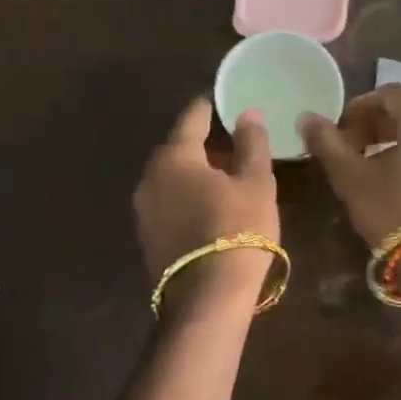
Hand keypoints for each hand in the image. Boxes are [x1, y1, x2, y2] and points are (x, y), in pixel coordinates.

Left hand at [134, 98, 278, 287]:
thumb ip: (251, 144)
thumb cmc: (238, 229)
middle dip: (203, 144)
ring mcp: (143, 209)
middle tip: (232, 146)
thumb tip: (247, 114)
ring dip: (193, 173)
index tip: (225, 103)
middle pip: (177, 148)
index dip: (210, 108)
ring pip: (170, 178)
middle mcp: (150, 176)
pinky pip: (167, 202)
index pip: (192, 118)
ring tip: (223, 180)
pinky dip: (185, 197)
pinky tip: (207, 208)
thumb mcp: (256, 183)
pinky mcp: (146, 236)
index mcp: (175, 156)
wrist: (208, 296)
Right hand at [299, 84, 400, 246]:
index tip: (341, 129)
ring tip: (369, 172)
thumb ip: (327, 143)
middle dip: (375, 126)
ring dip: (392, 145)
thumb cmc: (394, 211)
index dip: (361, 105)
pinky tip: (394, 190)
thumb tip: (306, 117)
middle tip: (351, 150)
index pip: (392, 93)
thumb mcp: (352, 177)